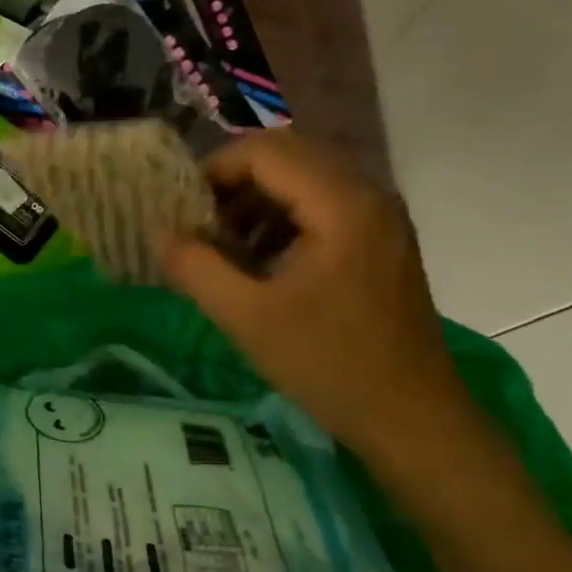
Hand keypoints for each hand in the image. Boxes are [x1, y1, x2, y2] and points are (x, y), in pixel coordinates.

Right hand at [165, 132, 477, 470]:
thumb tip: (159, 233)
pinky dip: (282, 219)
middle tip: (199, 225)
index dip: (213, 172)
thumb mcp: (246, 317)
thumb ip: (195, 267)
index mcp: (342, 204)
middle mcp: (368, 194)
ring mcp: (380, 216)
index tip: (181, 211)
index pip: (264, 152)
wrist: (412, 419)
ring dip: (256, 201)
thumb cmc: (328, 365)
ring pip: (304, 179)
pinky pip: (322, 205)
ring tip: (224, 246)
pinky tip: (260, 262)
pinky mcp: (381, 240)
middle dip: (233, 184)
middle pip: (286, 156)